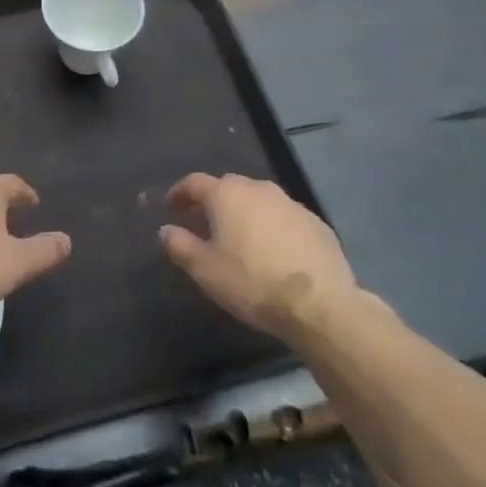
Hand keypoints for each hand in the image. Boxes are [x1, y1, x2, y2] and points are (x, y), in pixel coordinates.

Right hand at [160, 173, 357, 341]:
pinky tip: (275, 253)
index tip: (172, 207)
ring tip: (241, 239)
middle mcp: (257, 188)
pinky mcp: (316, 223)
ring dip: (246, 214)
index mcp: (226, 194)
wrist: (319, 303)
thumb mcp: (204, 269)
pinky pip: (285, 219)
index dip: (179, 193)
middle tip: (205, 223)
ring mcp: (290, 203)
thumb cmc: (251, 281)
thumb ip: (179, 245)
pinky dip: (274, 228)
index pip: (194, 183)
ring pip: (259, 201)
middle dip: (214, 202)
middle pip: (228, 187)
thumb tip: (165, 230)